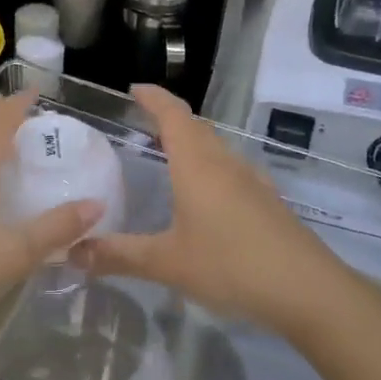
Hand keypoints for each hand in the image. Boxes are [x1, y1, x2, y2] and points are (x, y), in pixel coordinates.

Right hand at [74, 85, 351, 331]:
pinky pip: (232, 172)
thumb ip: (119, 255)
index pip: (173, 114)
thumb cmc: (231, 265)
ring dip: (193, 145)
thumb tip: (73, 252)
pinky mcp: (268, 202)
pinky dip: (211, 171)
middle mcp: (226, 163)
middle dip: (170, 119)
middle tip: (142, 126)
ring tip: (169, 159)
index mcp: (197, 164)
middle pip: (197, 127)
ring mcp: (252, 181)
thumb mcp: (167, 263)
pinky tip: (206, 200)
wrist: (307, 289)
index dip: (153, 98)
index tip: (134, 90)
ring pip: (217, 149)